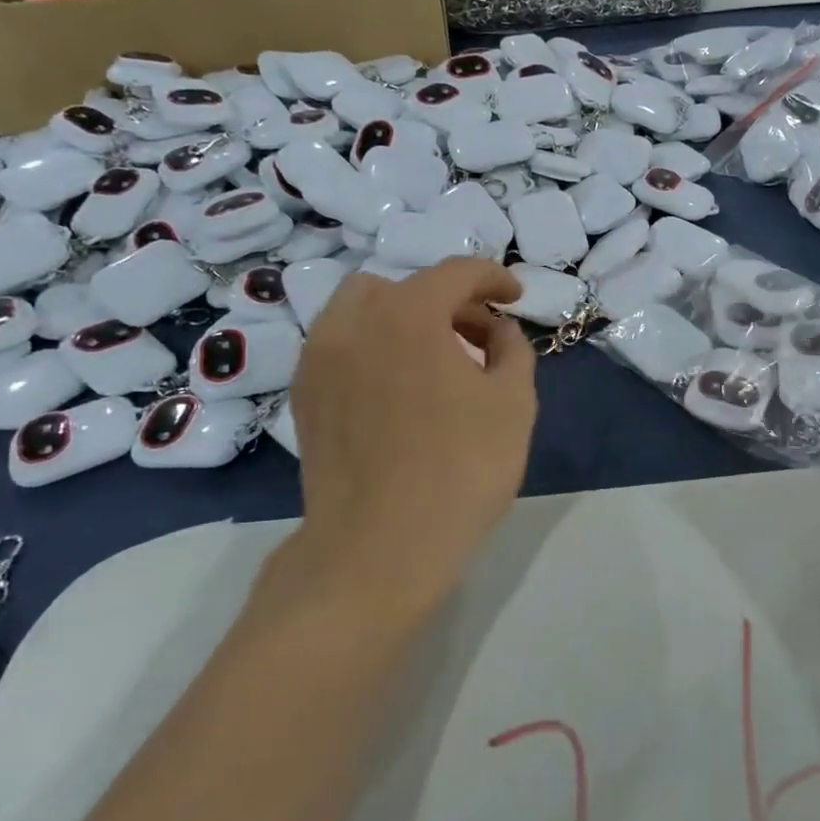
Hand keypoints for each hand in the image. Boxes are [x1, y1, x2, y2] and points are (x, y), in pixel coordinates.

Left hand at [284, 259, 536, 616]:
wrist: (379, 547)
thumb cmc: (460, 469)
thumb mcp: (514, 402)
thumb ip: (513, 349)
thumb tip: (497, 331)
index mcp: (408, 313)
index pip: (456, 273)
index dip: (494, 278)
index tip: (515, 297)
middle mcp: (353, 322)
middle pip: (403, 287)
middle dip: (446, 300)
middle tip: (478, 336)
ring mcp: (319, 359)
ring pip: (362, 312)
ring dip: (403, 319)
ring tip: (435, 360)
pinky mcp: (303, 396)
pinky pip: (341, 347)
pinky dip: (373, 347)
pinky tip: (398, 389)